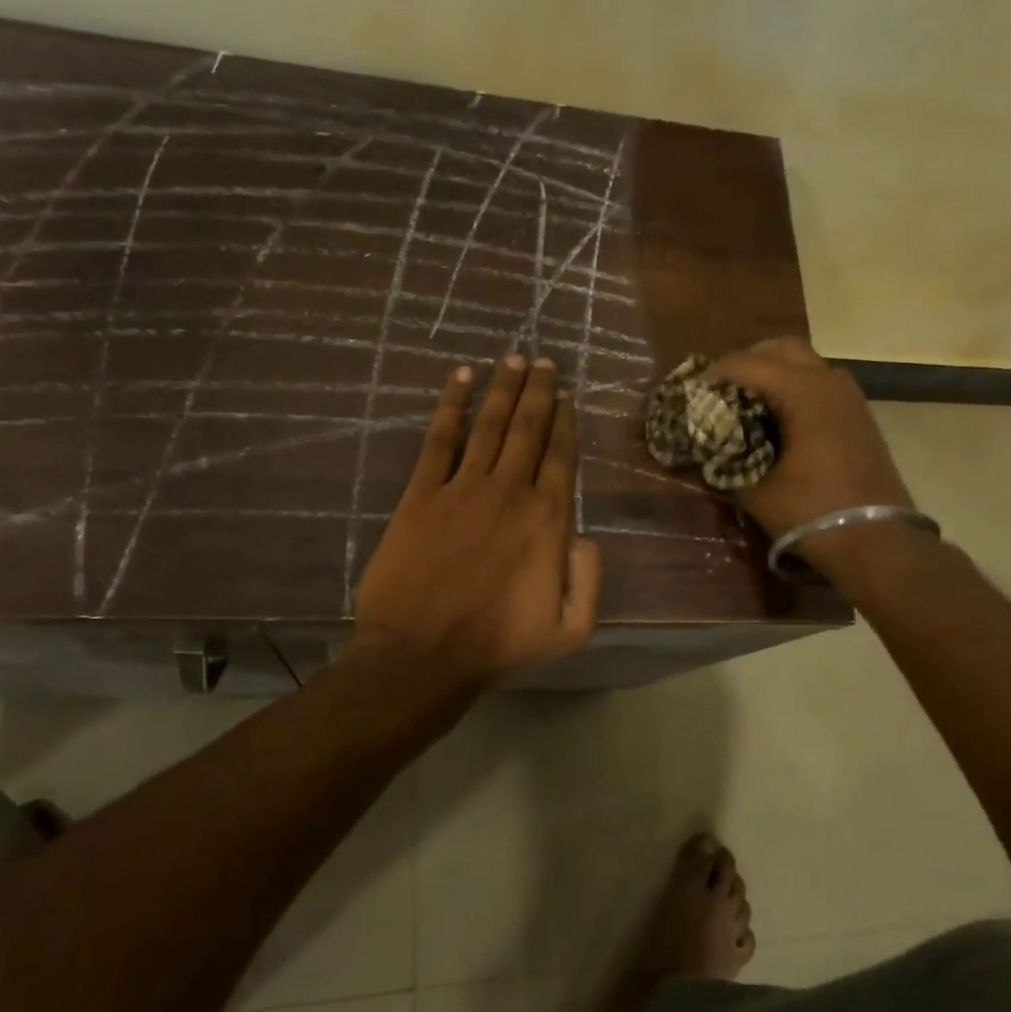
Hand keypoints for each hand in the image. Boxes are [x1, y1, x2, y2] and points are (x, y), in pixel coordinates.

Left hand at [353, 354, 602, 686]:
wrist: (421, 653)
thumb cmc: (497, 645)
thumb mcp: (569, 630)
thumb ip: (589, 579)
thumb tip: (586, 535)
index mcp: (547, 520)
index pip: (561, 456)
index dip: (565, 421)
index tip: (566, 394)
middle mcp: (509, 492)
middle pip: (528, 428)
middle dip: (538, 390)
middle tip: (543, 360)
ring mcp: (462, 488)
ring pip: (489, 424)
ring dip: (503, 387)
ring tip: (513, 357)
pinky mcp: (422, 494)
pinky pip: (439, 439)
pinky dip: (450, 405)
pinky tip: (460, 378)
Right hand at [706, 336, 913, 541]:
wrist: (878, 541)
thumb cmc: (812, 512)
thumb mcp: (756, 492)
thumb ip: (726, 463)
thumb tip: (705, 449)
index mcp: (803, 391)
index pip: (746, 363)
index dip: (713, 375)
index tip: (691, 393)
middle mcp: (828, 381)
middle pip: (781, 349)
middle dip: (747, 362)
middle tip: (720, 390)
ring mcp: (849, 397)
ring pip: (804, 364)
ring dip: (772, 374)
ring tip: (744, 404)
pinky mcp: (858, 415)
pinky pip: (818, 384)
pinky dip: (793, 390)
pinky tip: (775, 421)